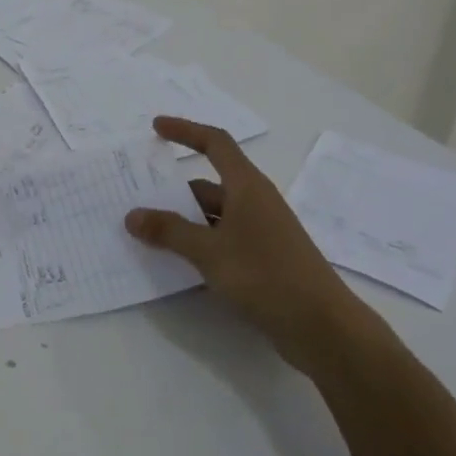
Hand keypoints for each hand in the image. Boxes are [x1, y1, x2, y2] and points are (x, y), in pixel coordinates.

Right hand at [125, 117, 359, 375]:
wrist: (323, 328)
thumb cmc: (266, 276)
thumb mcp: (209, 251)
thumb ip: (169, 231)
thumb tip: (132, 215)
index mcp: (247, 187)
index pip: (215, 143)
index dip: (185, 131)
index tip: (155, 128)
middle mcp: (255, 202)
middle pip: (208, 184)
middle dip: (173, 190)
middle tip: (136, 196)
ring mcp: (261, 232)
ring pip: (213, 215)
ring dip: (183, 220)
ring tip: (147, 232)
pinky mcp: (263, 259)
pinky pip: (222, 239)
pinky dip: (198, 243)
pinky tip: (177, 262)